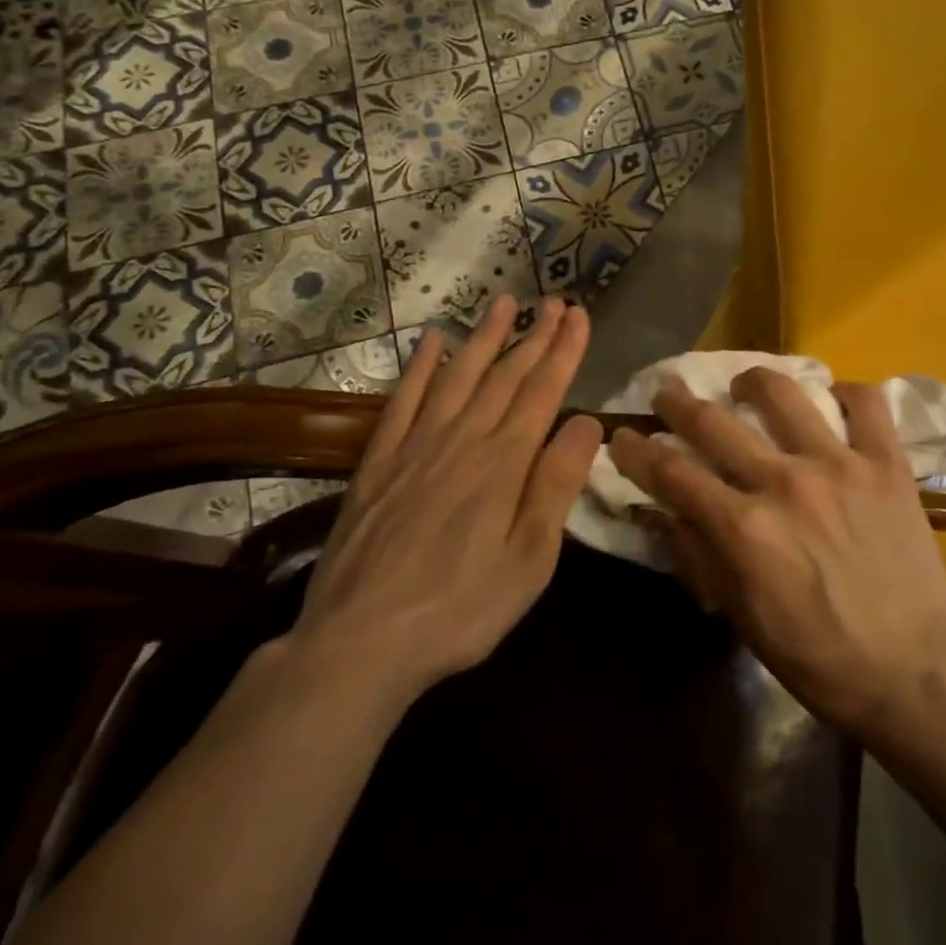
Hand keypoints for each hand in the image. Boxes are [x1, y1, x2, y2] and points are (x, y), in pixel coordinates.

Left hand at [288, 294, 603, 713]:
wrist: (358, 643)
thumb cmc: (461, 608)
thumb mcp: (530, 558)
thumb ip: (557, 484)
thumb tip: (587, 421)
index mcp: (504, 463)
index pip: (543, 391)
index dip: (564, 350)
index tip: (578, 315)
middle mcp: (463, 440)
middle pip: (505, 375)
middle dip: (534, 335)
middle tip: (553, 300)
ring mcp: (416, 447)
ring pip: (458, 376)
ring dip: (484, 337)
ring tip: (504, 302)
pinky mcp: (379, 463)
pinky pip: (403, 401)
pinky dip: (421, 367)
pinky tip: (431, 341)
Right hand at [610, 368, 945, 736]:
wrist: (914, 670)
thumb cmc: (819, 656)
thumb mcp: (742, 617)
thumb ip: (698, 555)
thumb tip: (657, 511)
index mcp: (743, 528)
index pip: (671, 472)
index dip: (636, 450)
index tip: (621, 435)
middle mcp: (783, 482)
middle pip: (714, 422)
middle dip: (678, 402)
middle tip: (668, 392)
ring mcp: (839, 465)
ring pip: (785, 394)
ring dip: (754, 382)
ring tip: (745, 386)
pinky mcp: (886, 463)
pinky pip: (865, 404)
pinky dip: (846, 393)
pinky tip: (832, 399)